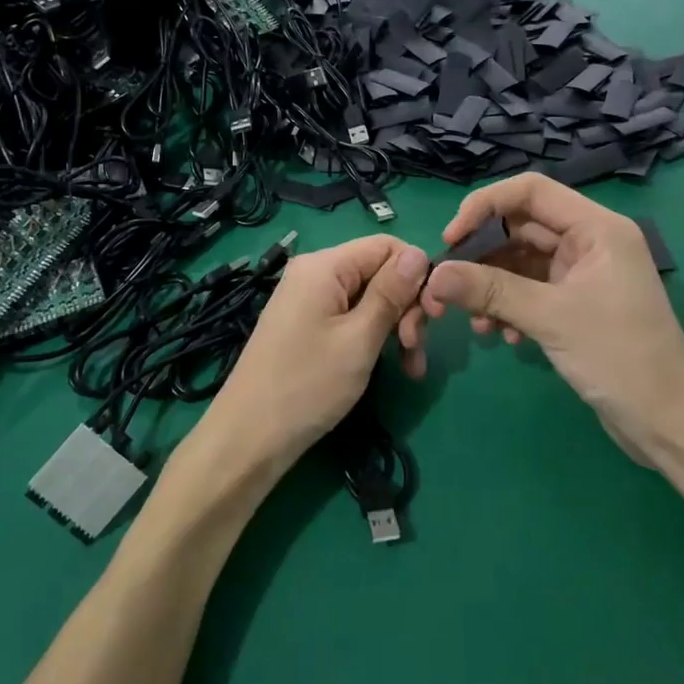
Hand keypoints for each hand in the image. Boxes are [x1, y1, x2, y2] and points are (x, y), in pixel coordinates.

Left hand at [205, 235, 429, 470]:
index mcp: (324, 266)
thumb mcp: (359, 338)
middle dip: (407, 306)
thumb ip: (391, 293)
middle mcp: (315, 273)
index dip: (417, 273)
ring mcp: (309, 300)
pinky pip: (351, 317)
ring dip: (396, 328)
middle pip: (379, 272)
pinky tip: (393, 367)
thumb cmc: (307, 385)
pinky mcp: (307, 325)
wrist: (250, 437)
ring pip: (370, 298)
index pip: (387, 246)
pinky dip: (374, 337)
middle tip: (416, 349)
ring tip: (411, 367)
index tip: (433, 314)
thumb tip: (420, 253)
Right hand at [397, 174, 683, 465]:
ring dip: (493, 288)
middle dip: (483, 256)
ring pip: (522, 262)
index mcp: (597, 228)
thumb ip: (490, 290)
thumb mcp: (550, 318)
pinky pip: (531, 290)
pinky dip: (510, 306)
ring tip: (476, 324)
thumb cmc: (618, 357)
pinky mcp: (577, 302)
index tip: (451, 238)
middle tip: (448, 286)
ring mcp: (584, 273)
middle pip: (522, 227)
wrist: (666, 422)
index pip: (531, 191)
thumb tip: (434, 275)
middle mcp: (591, 241)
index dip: (484, 206)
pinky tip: (501, 337)